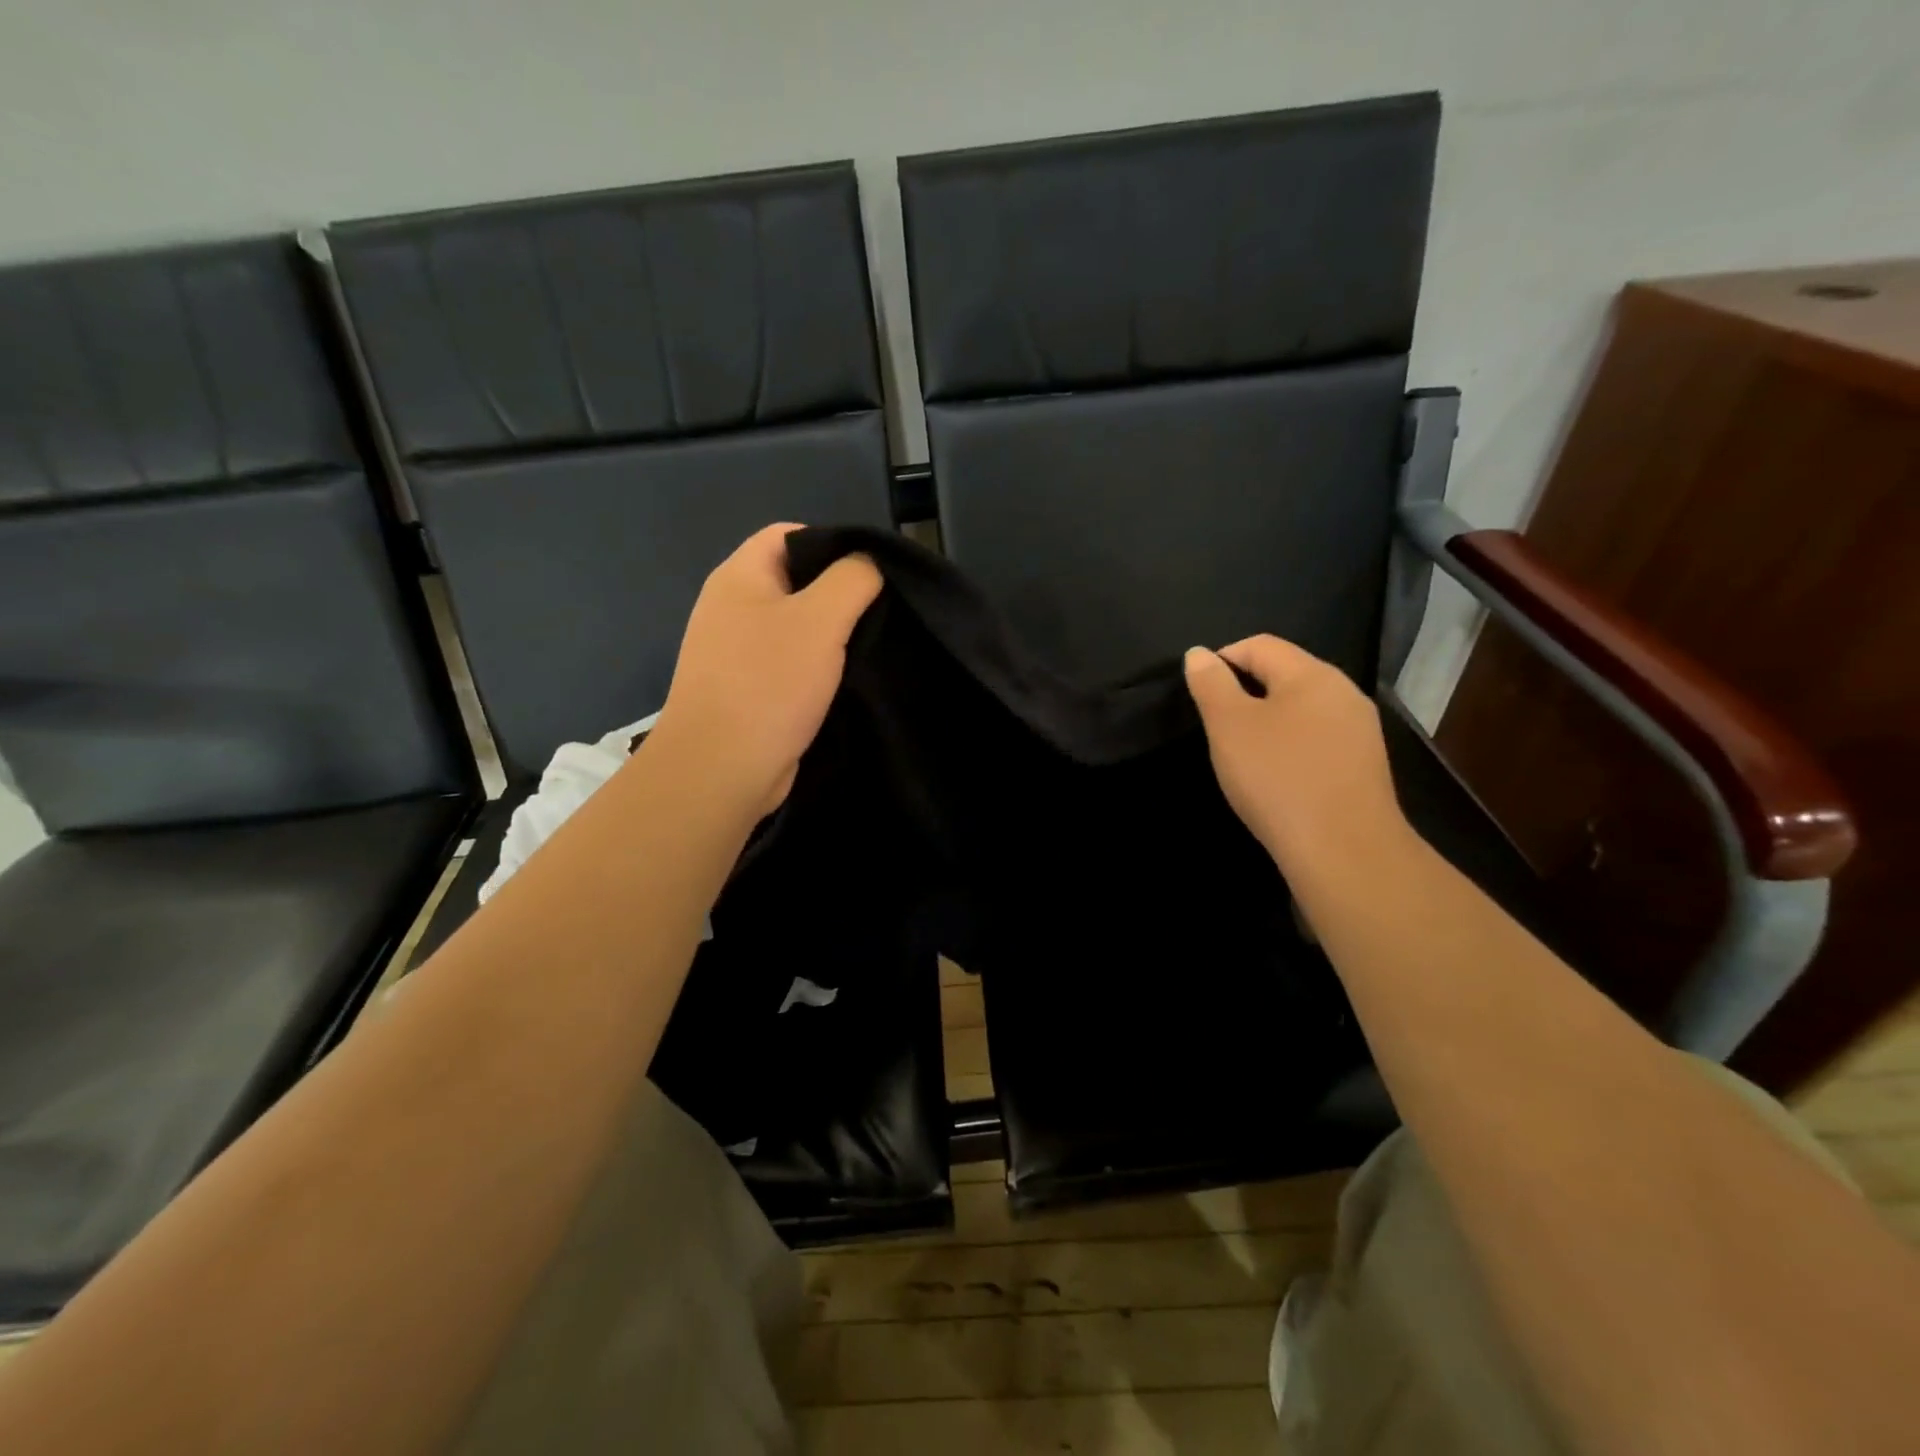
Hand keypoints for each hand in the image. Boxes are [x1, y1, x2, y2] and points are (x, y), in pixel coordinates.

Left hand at [649, 523, 880, 818]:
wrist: (720, 770)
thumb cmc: (769, 684)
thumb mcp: (822, 619)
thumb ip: (853, 578)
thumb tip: (869, 563)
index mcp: (739, 576)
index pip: (789, 534)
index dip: (833, 544)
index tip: (872, 574)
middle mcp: (732, 607)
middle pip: (795, 580)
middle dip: (839, 593)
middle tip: (879, 612)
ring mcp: (736, 651)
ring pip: (795, 626)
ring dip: (831, 635)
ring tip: (870, 646)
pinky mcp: (747, 690)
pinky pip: (789, 664)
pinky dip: (817, 668)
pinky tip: (845, 681)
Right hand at [1184, 636, 1407, 875]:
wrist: (1343, 850)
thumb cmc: (1277, 778)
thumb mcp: (1229, 726)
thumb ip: (1211, 684)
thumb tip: (1199, 653)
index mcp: (1312, 674)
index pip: (1259, 645)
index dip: (1222, 660)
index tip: (1199, 695)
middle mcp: (1343, 692)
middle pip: (1284, 674)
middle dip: (1245, 692)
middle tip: (1217, 728)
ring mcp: (1359, 730)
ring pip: (1302, 709)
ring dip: (1268, 721)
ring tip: (1243, 754)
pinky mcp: (1363, 765)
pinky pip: (1317, 739)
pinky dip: (1290, 747)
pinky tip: (1277, 777)